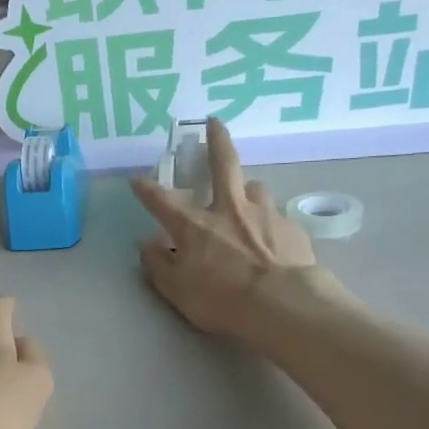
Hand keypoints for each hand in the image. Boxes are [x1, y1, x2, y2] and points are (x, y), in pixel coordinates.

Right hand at [130, 118, 321, 338]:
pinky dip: (270, 224)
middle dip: (215, 140)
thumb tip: (147, 244)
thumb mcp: (178, 291)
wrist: (283, 306)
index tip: (137, 180)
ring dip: (248, 191)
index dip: (146, 189)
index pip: (162, 201)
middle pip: (223, 164)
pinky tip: (274, 240)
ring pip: (255, 188)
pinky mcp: (291, 228)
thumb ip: (159, 265)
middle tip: (214, 122)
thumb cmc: (222, 301)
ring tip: (248, 201)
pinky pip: (277, 219)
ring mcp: (264, 215)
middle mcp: (228, 210)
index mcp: (194, 226)